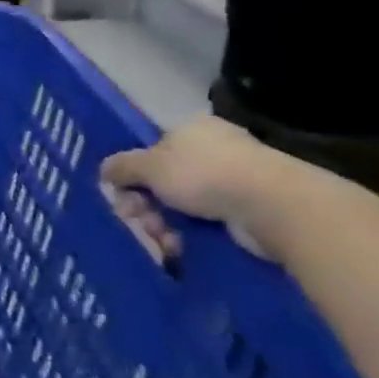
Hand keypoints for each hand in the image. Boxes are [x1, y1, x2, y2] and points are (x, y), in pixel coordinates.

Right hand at [99, 118, 281, 264]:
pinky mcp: (253, 210)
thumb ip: (121, 167)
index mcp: (191, 129)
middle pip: (167, 180)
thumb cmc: (204, 174)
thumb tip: (105, 170)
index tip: (125, 198)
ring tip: (164, 242)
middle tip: (141, 223)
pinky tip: (182, 248)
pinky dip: (192, 235)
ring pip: (186, 205)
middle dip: (148, 205)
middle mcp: (215, 149)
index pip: (154, 150)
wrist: (274, 206)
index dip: (135, 175)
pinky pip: (210, 222)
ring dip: (165, 224)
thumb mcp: (149, 167)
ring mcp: (238, 180)